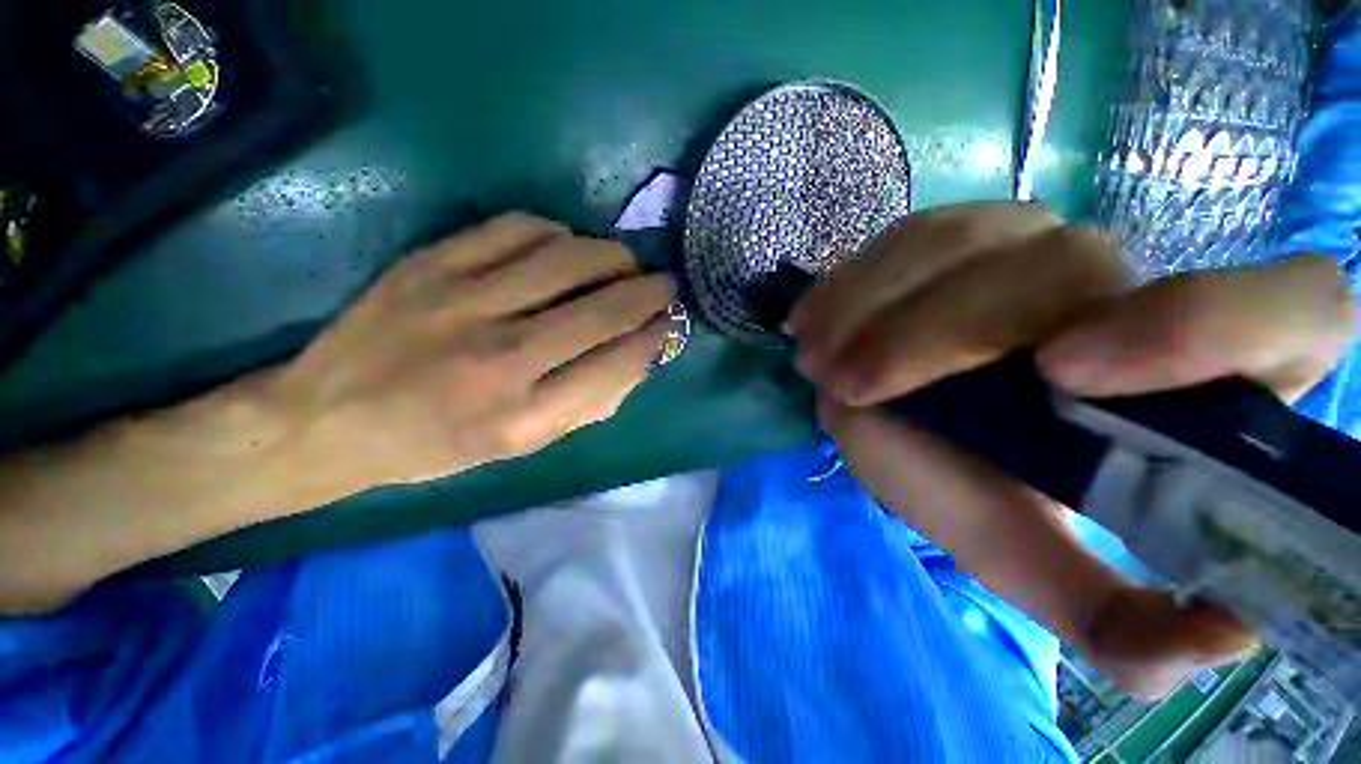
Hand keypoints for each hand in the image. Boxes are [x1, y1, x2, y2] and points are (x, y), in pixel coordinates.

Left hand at [272, 213, 674, 490]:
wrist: (327, 419)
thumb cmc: (436, 446)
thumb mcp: (520, 448)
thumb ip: (587, 406)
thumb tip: (637, 358)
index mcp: (523, 418)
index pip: (617, 364)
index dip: (654, 337)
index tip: (669, 323)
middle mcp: (500, 359)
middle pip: (602, 309)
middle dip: (649, 291)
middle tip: (665, 284)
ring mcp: (462, 303)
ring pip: (567, 259)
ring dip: (612, 257)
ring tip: (625, 263)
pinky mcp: (431, 264)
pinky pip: (516, 229)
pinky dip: (558, 233)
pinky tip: (567, 246)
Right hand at [789, 202, 1355, 696]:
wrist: (902, 424)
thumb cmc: (972, 489)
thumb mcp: (1032, 560)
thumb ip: (1117, 622)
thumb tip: (1218, 636)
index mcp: (1192, 377)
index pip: (1292, 310)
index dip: (1203, 326)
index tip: (1062, 377)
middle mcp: (1126, 288)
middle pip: (1069, 267)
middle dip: (940, 333)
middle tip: (852, 387)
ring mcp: (1033, 245)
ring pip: (968, 243)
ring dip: (874, 309)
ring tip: (819, 363)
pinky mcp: (958, 234)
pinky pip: (908, 237)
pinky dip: (850, 284)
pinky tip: (814, 323)